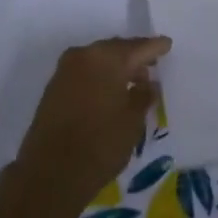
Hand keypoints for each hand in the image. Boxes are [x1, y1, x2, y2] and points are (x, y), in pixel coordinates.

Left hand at [12, 36, 169, 213]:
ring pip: (98, 60)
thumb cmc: (100, 144)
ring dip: (115, 68)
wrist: (50, 173)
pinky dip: (99, 77)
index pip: (138, 47)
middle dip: (133, 56)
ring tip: (132, 83)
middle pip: (115, 49)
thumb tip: (147, 84)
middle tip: (151, 66)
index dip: (154, 47)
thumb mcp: (132, 121)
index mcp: (107, 58)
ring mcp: (65, 70)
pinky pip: (84, 72)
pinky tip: (109, 93)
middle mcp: (84, 55)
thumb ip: (143, 96)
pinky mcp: (53, 87)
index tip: (167, 44)